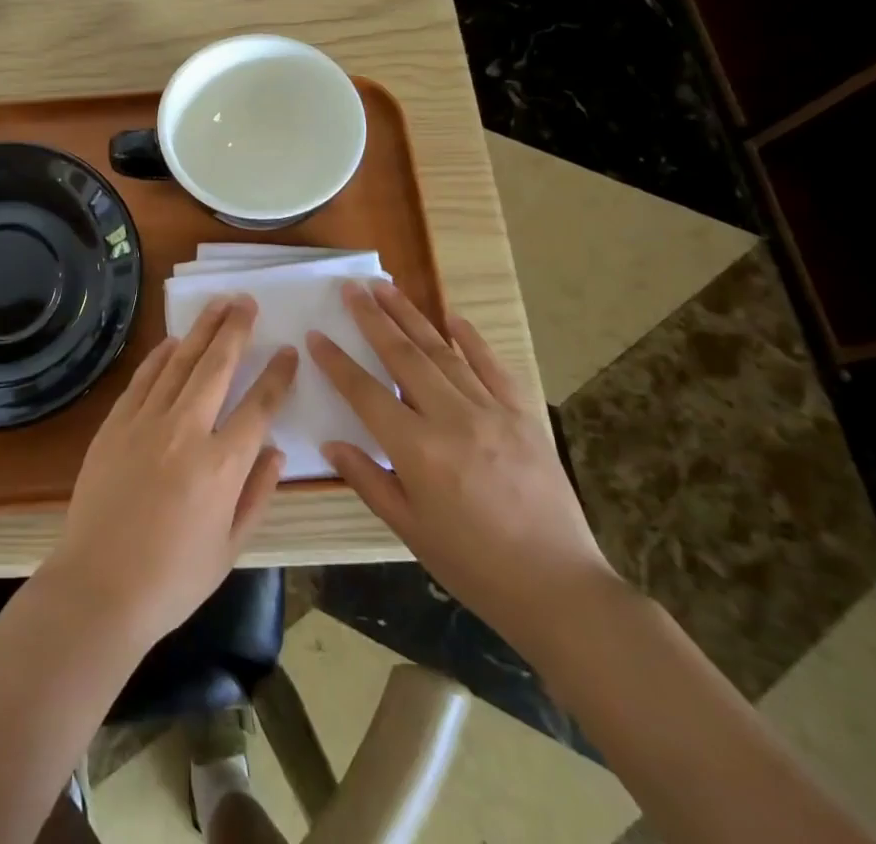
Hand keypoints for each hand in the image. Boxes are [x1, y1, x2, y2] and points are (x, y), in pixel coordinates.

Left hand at [42, 296, 296, 650]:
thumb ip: (257, 494)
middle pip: (217, 366)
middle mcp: (186, 431)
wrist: (98, 588)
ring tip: (219, 304)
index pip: (259, 406)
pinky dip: (160, 356)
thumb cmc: (172, 579)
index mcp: (221, 465)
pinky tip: (173, 341)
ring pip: (179, 362)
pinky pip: (143, 378)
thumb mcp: (230, 548)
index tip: (288, 351)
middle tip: (247, 301)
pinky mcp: (115, 424)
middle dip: (236, 330)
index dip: (277, 375)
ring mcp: (146, 422)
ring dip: (201, 330)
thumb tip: (276, 450)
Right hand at [308, 280, 620, 653]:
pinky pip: (493, 366)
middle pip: (403, 356)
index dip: (337, 362)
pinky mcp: (523, 415)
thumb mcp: (410, 530)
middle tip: (352, 288)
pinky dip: (471, 338)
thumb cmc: (474, 566)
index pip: (366, 392)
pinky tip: (451, 316)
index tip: (316, 334)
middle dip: (373, 318)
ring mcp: (492, 411)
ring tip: (386, 287)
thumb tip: (331, 443)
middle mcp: (452, 419)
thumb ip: (368, 480)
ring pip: (443, 351)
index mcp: (418, 451)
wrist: (559, 588)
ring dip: (411, 316)